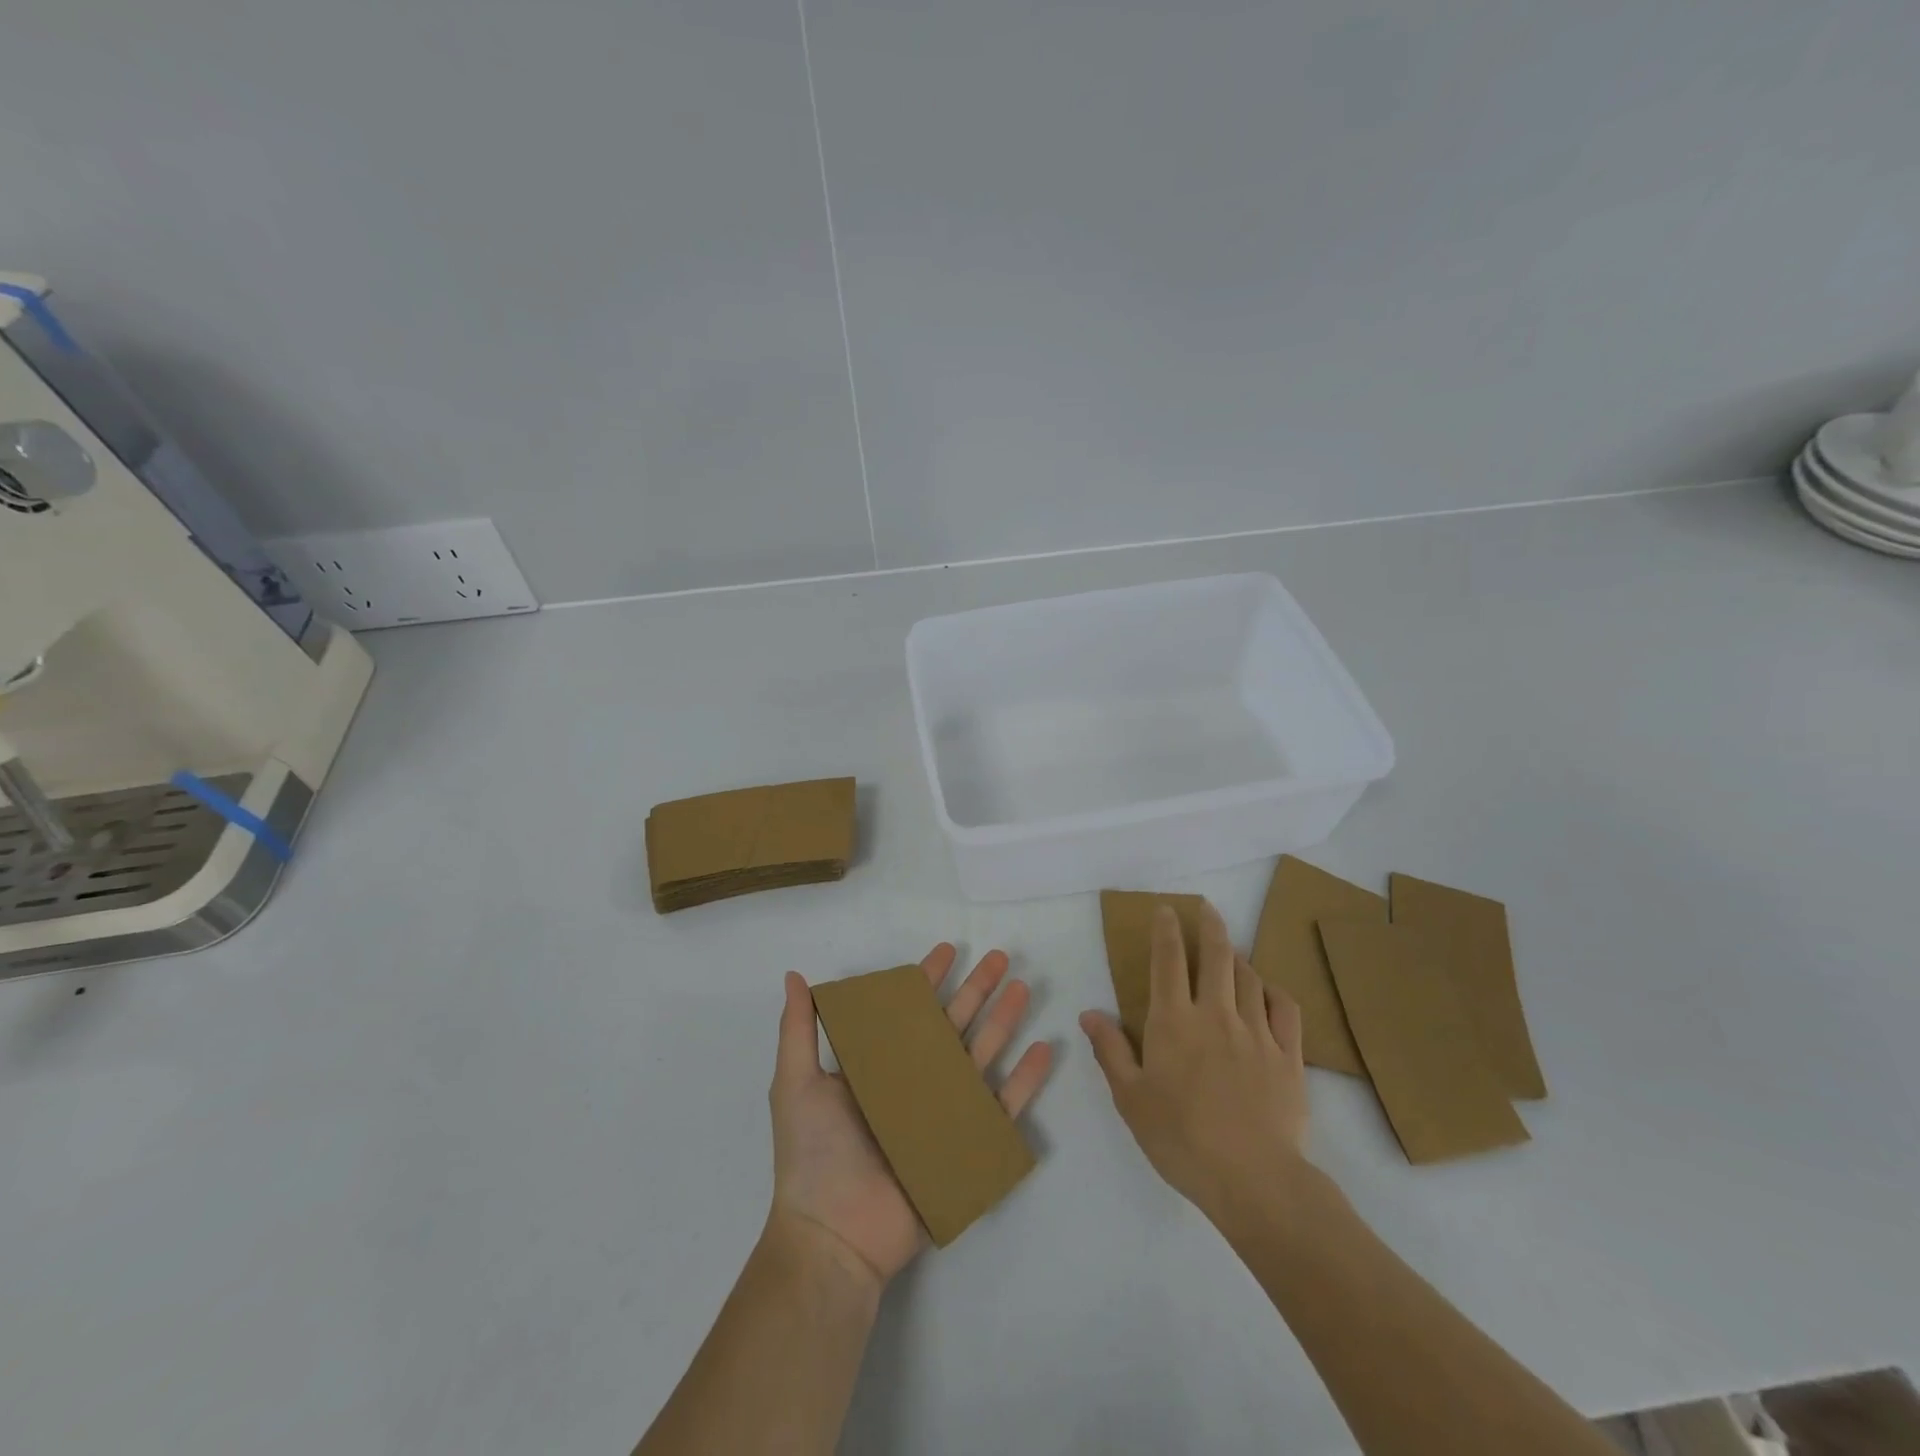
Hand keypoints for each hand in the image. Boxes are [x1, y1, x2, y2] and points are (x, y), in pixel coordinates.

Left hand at [768, 945, 1052, 1292]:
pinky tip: (1043, 1048)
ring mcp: (944, 1112)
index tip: (949, 950)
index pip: (910, 1010)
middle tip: (1000, 957)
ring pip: (982, 1055)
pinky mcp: (966, 1145)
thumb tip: (792, 975)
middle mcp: (915, 1082)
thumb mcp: (795, 1083)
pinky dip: (1025, 1080)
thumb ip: (798, 1029)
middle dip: (977, 989)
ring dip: (1004, 1021)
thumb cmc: (813, 1155)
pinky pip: (1003, 1107)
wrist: (833, 1236)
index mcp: (880, 1065)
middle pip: (954, 1024)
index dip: (929, 979)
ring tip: (1023, 988)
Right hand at [1080, 901, 1310, 1230]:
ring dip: (1238, 958)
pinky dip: (1274, 991)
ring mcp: (1257, 1032)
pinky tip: (1269, 991)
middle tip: (1206, 908)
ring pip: (1250, 978)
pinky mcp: (1289, 1056)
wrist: (1253, 1178)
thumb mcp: (1130, 1098)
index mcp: (1173, 1021)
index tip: (1167, 910)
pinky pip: (1285, 1009)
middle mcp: (1216, 1014)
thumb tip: (1088, 1013)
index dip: (1166, 930)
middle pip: (1216, 956)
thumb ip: (1110, 1051)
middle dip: (1210, 926)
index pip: (1168, 961)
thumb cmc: (1181, 1138)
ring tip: (1231, 952)